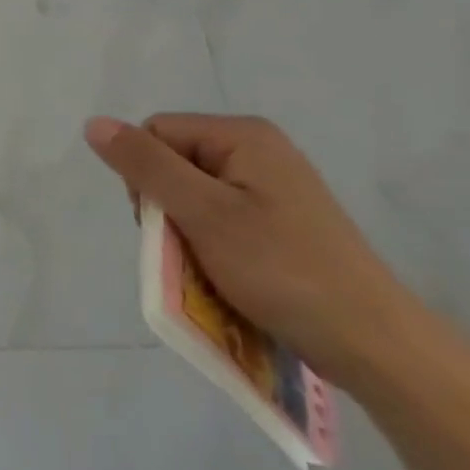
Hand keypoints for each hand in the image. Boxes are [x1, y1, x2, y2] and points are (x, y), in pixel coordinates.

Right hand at [86, 113, 428, 390]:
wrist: (377, 346)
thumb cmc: (283, 271)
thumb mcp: (204, 214)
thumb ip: (146, 166)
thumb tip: (93, 123)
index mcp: (242, 135)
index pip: (156, 133)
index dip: (145, 176)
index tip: (165, 224)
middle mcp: (259, 150)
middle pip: (174, 161)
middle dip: (167, 207)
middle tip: (188, 250)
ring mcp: (274, 187)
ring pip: (195, 195)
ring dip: (188, 232)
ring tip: (210, 269)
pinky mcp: (282, 222)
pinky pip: (222, 218)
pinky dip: (213, 245)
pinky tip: (229, 275)